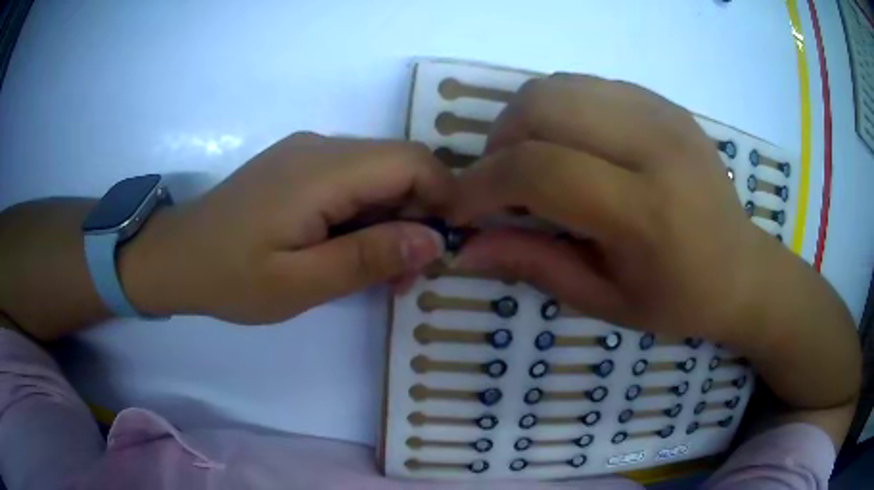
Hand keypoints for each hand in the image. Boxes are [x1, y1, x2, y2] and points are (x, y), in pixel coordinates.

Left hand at [120, 133, 452, 323]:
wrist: (175, 257)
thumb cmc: (230, 277)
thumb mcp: (300, 284)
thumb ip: (368, 258)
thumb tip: (434, 239)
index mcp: (323, 169)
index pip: (413, 161)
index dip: (443, 198)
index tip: (443, 250)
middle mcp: (321, 146)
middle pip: (399, 165)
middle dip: (417, 216)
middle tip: (404, 276)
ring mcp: (307, 152)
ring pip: (377, 174)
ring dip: (390, 219)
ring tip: (375, 271)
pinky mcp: (297, 166)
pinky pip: (351, 180)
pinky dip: (365, 214)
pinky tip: (346, 249)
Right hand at [449, 74, 859, 418]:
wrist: (742, 269)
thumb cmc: (679, 300)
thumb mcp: (605, 301)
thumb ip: (534, 265)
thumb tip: (464, 248)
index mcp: (646, 211)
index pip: (540, 170)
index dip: (482, 185)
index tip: (460, 207)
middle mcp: (655, 146)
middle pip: (542, 107)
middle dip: (498, 143)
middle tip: (499, 185)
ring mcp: (663, 114)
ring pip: (559, 85)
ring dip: (524, 120)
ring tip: (530, 162)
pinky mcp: (665, 103)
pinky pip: (587, 85)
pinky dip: (559, 110)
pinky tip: (570, 146)